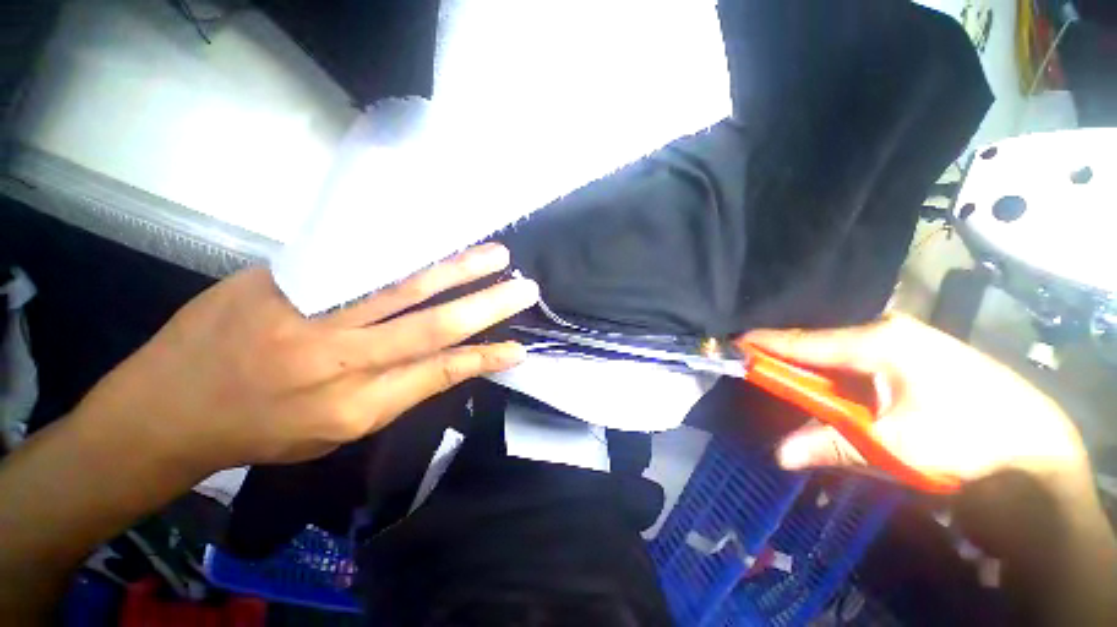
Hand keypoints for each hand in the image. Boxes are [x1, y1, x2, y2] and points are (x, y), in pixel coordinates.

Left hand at [72, 243, 537, 475]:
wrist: (168, 407)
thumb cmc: (262, 429)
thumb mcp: (336, 430)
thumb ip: (394, 391)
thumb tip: (442, 359)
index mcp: (356, 405)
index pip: (440, 373)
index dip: (485, 358)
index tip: (519, 347)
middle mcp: (341, 360)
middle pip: (432, 325)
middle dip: (487, 306)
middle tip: (524, 288)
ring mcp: (309, 314)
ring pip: (402, 285)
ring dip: (456, 269)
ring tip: (493, 254)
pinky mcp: (283, 280)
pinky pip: (357, 261)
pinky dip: (404, 251)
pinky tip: (433, 239)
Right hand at [744, 314, 1089, 484]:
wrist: (1035, 446)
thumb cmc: (964, 439)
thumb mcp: (891, 446)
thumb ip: (830, 444)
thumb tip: (779, 454)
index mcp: (877, 340)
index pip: (803, 342)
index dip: (765, 345)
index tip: (733, 346)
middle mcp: (887, 332)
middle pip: (820, 348)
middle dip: (789, 363)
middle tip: (760, 374)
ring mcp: (904, 341)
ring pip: (840, 357)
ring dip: (815, 376)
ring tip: (793, 389)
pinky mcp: (915, 356)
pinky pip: (860, 364)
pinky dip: (839, 380)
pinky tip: (835, 394)